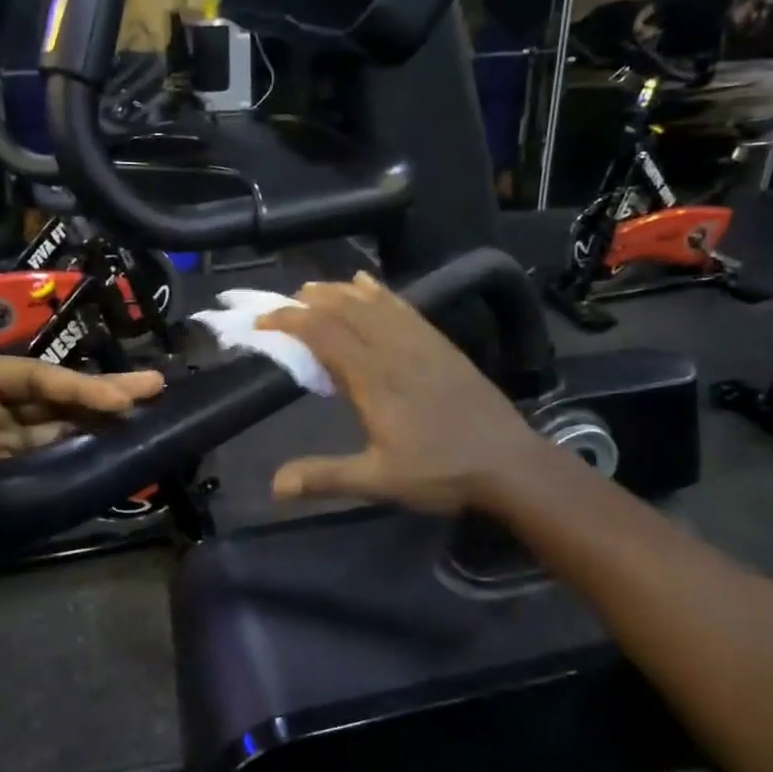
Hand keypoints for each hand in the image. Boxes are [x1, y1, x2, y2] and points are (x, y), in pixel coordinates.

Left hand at [0, 239, 166, 592]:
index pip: (38, 378)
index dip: (82, 385)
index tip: (127, 394)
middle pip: (56, 404)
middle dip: (106, 398)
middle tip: (156, 390)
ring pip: (57, 436)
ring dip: (98, 429)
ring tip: (146, 423)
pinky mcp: (1, 492)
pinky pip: (46, 472)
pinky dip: (78, 464)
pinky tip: (113, 458)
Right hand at [257, 273, 544, 514]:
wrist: (508, 463)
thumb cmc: (441, 472)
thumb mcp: (379, 480)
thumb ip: (326, 477)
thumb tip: (275, 486)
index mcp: (373, 378)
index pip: (323, 334)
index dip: (290, 322)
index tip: (264, 323)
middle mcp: (393, 350)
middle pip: (346, 310)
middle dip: (311, 300)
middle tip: (284, 303)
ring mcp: (421, 342)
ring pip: (374, 303)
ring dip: (341, 292)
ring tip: (316, 289)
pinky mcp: (442, 344)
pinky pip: (404, 307)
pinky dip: (381, 292)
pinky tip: (370, 286)